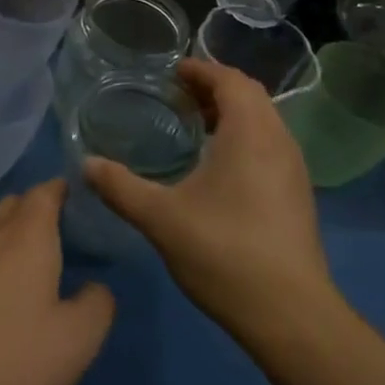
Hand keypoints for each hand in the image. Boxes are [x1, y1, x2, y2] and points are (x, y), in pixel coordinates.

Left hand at [0, 181, 114, 384]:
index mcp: (28, 235)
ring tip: (30, 273)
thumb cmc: (9, 358)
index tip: (83, 205)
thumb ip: (97, 306)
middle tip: (63, 241)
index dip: (64, 191)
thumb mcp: (76, 341)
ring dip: (10, 240)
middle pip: (15, 205)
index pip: (46, 191)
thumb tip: (95, 288)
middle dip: (38, 212)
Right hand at [84, 58, 337, 349]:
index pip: (230, 80)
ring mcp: (294, 169)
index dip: (201, 70)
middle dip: (214, 88)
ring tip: (194, 126)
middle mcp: (279, 141)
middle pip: (250, 95)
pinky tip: (218, 167)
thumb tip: (86, 164)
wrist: (291, 315)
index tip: (172, 72)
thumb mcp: (161, 218)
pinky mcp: (298, 195)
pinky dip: (243, 137)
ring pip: (263, 121)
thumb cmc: (224, 253)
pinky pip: (269, 145)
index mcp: (250, 133)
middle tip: (178, 95)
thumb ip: (120, 187)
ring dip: (231, 113)